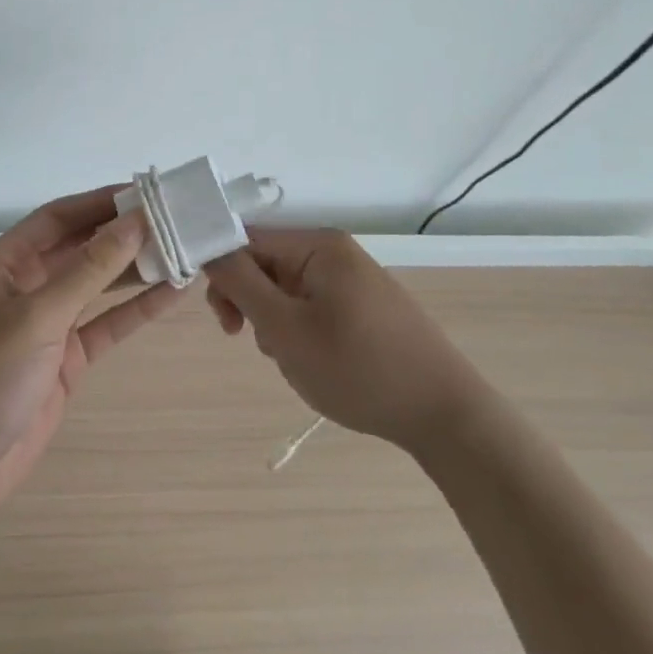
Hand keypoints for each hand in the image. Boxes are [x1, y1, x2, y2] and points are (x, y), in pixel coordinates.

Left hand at [0, 187, 185, 506]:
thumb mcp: (37, 316)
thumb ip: (89, 269)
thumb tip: (135, 222)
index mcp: (5, 263)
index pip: (58, 217)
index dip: (100, 202)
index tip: (147, 192)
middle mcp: (25, 285)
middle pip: (80, 248)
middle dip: (123, 234)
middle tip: (175, 220)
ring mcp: (46, 324)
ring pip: (97, 285)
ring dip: (135, 270)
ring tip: (183, 251)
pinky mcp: (65, 359)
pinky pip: (105, 324)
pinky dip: (135, 310)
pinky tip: (171, 294)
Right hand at [205, 228, 476, 452]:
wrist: (444, 415)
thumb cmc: (359, 369)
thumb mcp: (286, 328)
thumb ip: (240, 283)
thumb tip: (208, 248)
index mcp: (317, 244)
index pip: (246, 238)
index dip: (222, 272)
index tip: (222, 319)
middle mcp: (334, 251)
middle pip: (265, 263)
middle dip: (250, 303)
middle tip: (248, 341)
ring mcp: (351, 278)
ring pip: (285, 289)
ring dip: (274, 323)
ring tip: (294, 360)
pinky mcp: (362, 305)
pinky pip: (310, 306)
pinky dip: (299, 332)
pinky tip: (314, 362)